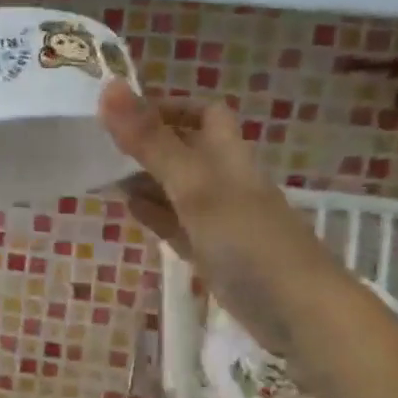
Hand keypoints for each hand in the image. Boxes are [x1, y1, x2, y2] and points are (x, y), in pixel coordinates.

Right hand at [99, 82, 333, 353]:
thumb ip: (151, 141)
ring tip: (100, 173)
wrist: (298, 312)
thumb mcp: (194, 184)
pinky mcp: (213, 253)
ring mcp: (219, 219)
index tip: (123, 111)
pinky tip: (127, 208)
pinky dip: (153, 212)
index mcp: (227, 155)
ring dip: (145, 178)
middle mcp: (224, 181)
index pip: (203, 113)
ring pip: (177, 188)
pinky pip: (176, 223)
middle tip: (99, 143)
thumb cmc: (247, 238)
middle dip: (147, 143)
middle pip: (185, 150)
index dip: (168, 106)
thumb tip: (109, 86)